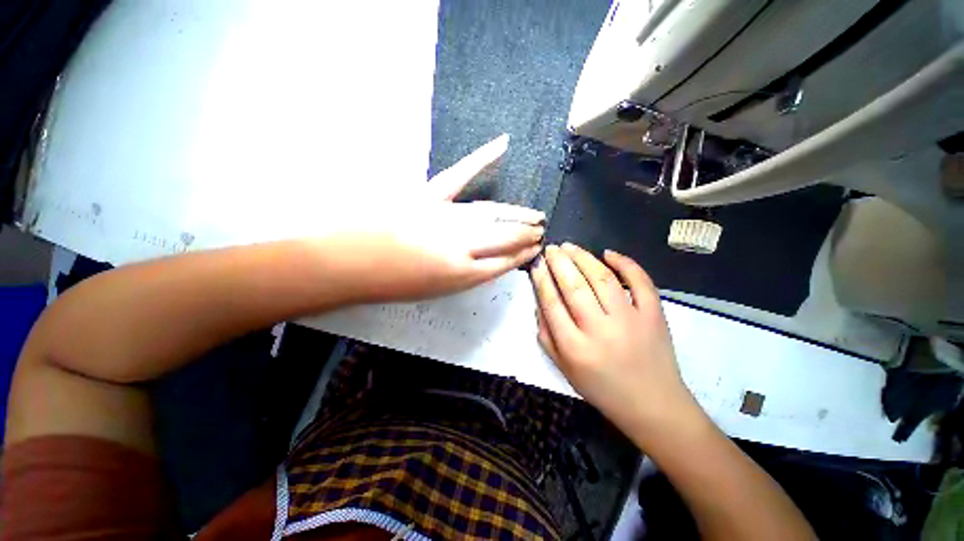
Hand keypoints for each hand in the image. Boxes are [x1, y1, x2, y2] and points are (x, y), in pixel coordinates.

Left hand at [327, 135, 543, 302]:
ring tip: (535, 215)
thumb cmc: (392, 284)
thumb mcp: (437, 290)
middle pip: (504, 237)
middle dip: (526, 234)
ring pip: (493, 213)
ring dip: (518, 213)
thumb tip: (489, 258)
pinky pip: (460, 173)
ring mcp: (447, 217)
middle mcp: (462, 245)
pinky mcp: (429, 195)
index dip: (522, 255)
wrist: (351, 264)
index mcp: (463, 273)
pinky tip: (503, 144)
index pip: (505, 262)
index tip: (535, 249)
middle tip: (540, 230)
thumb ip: (468, 273)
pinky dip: (481, 157)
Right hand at [530, 243, 701, 445]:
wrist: (652, 405)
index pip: (552, 303)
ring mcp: (630, 320)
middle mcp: (600, 330)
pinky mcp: (654, 315)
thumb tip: (539, 301)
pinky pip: (640, 281)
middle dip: (559, 262)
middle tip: (552, 248)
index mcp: (574, 347)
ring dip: (584, 257)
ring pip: (602, 278)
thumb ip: (546, 335)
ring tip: (570, 247)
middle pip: (574, 286)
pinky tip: (608, 253)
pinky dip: (625, 263)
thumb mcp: (563, 368)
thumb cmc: (601, 388)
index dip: (542, 279)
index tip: (537, 263)